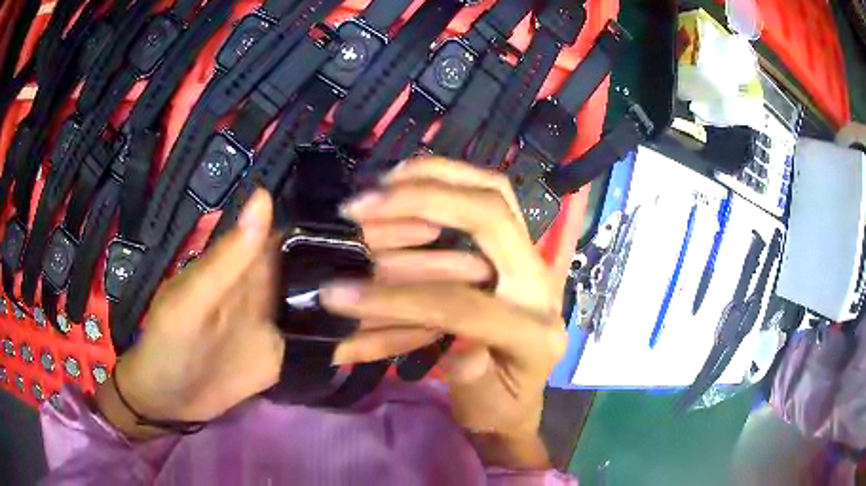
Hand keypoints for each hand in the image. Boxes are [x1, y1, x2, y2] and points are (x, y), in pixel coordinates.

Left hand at [95, 190, 443, 439]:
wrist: (170, 394)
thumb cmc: (169, 343)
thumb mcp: (190, 300)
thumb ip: (227, 256)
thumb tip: (262, 196)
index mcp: (263, 257)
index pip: (331, 231)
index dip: (379, 223)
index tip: (432, 221)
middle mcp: (291, 279)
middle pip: (359, 266)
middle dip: (412, 263)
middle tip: (468, 263)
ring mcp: (301, 318)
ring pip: (362, 303)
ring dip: (407, 300)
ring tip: (460, 298)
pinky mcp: (303, 351)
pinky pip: (348, 341)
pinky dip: (381, 338)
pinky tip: (420, 336)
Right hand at [322, 157, 566, 468]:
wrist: (521, 394)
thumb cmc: (499, 406)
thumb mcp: (486, 408)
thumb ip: (474, 383)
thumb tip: (461, 352)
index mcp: (533, 332)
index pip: (461, 303)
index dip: (397, 300)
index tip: (338, 293)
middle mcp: (537, 283)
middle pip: (491, 215)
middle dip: (423, 200)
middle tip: (365, 203)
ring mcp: (530, 258)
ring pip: (492, 192)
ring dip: (433, 177)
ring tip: (380, 184)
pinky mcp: (514, 248)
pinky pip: (487, 196)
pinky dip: (447, 179)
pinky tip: (408, 179)